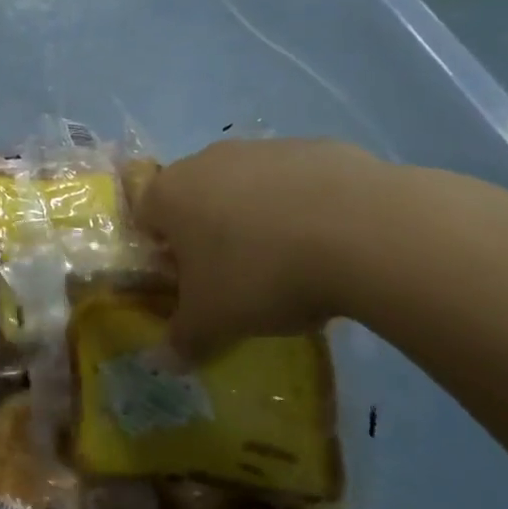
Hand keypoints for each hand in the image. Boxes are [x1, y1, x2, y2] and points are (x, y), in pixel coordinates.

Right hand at [134, 139, 388, 359]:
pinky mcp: (317, 147)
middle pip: (196, 198)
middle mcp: (208, 160)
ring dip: (257, 218)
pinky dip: (305, 207)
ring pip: (247, 186)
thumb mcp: (215, 321)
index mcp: (170, 194)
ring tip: (292, 262)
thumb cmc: (261, 273)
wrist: (362, 230)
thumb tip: (164, 361)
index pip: (146, 217)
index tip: (190, 284)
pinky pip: (297, 182)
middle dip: (209, 233)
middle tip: (238, 277)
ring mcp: (264, 148)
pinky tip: (333, 242)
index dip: (162, 253)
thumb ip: (183, 339)